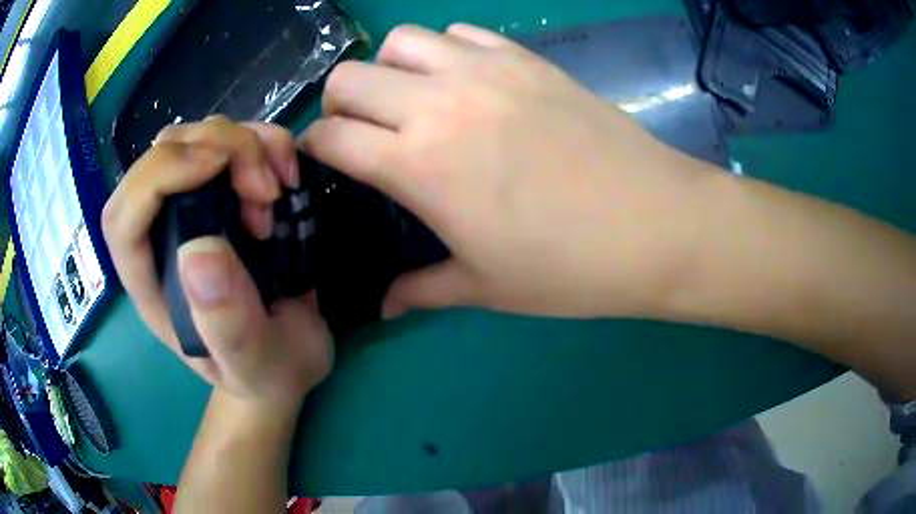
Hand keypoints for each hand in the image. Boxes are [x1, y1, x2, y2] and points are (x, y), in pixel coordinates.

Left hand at [103, 117, 333, 404]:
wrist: (289, 357)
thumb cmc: (265, 371)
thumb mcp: (254, 364)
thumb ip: (227, 325)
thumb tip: (198, 251)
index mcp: (152, 284)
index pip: (122, 218)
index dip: (156, 176)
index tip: (216, 168)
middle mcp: (162, 235)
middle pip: (160, 158)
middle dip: (215, 150)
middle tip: (265, 190)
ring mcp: (193, 207)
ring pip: (197, 137)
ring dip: (244, 144)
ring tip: (276, 193)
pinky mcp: (226, 192)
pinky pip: (235, 140)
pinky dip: (265, 140)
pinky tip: (286, 175)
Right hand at [301, 24, 712, 318]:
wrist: (657, 225)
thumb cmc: (570, 267)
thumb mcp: (485, 287)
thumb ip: (422, 290)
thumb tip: (384, 305)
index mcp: (419, 164)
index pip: (330, 135)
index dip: (314, 148)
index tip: (324, 162)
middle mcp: (440, 103)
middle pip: (349, 76)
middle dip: (341, 104)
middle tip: (363, 132)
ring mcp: (486, 70)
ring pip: (401, 40)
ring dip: (391, 68)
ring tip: (413, 100)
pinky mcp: (526, 58)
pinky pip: (461, 32)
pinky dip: (446, 50)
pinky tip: (465, 82)